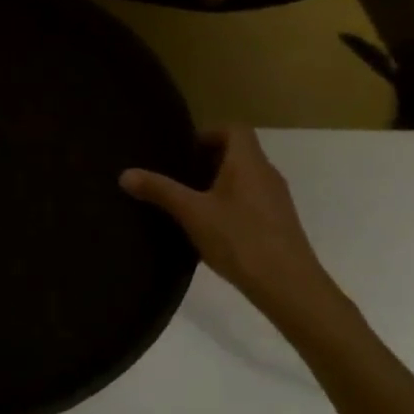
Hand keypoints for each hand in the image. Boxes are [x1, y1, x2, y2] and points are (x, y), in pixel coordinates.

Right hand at [121, 126, 345, 329]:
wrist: (289, 285)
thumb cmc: (239, 239)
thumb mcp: (192, 213)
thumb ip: (160, 191)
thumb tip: (125, 174)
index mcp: (248, 162)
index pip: (234, 128)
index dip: (208, 133)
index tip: (184, 152)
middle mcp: (267, 173)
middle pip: (239, 152)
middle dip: (208, 160)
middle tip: (179, 177)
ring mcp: (276, 199)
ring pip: (245, 178)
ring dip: (219, 184)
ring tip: (190, 203)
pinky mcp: (279, 222)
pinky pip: (252, 200)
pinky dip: (231, 204)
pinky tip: (212, 229)